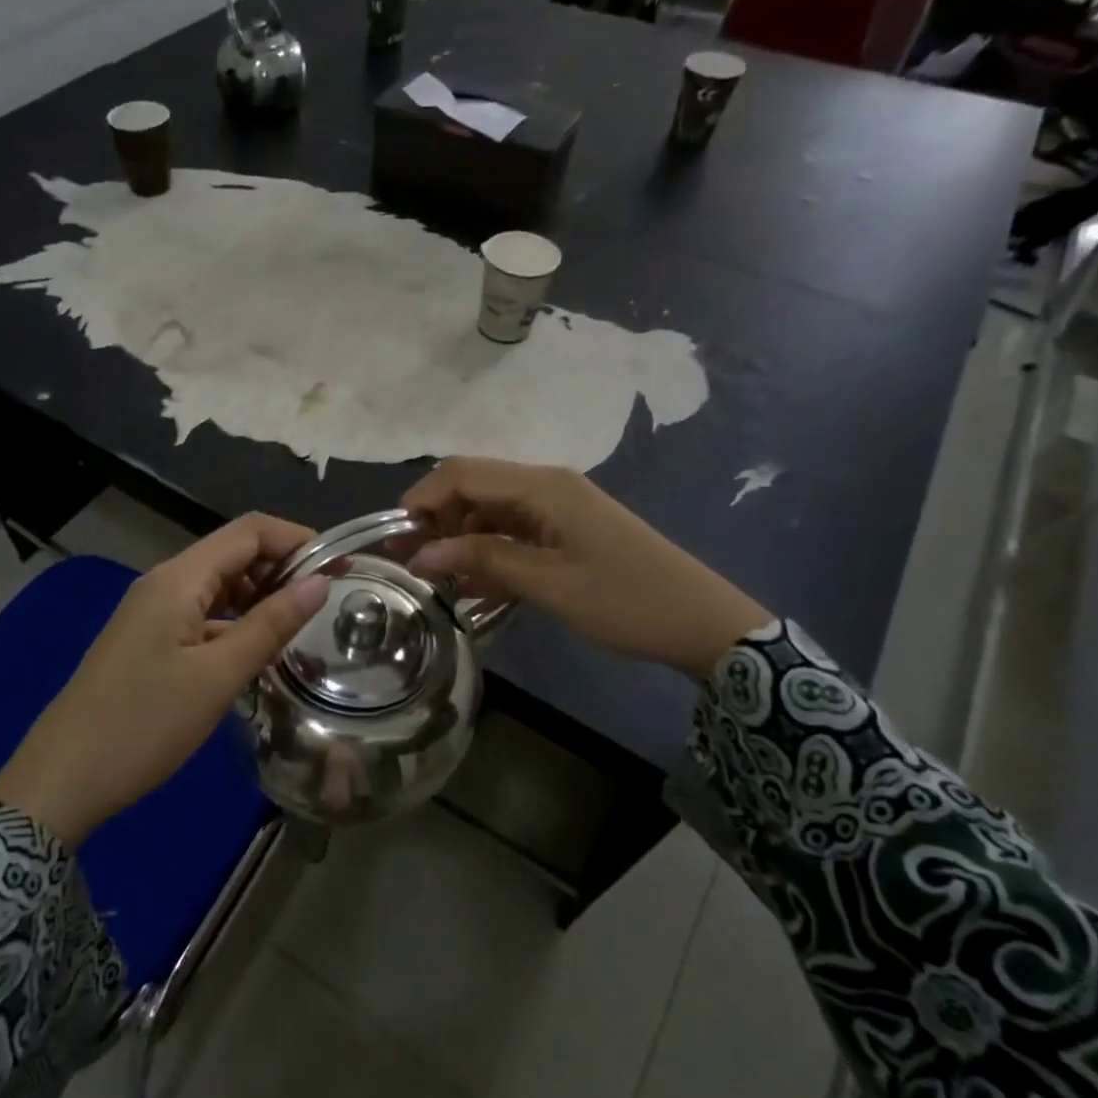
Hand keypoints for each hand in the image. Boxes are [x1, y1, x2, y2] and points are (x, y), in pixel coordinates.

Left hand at [0, 514, 329, 846]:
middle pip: (233, 553)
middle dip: (282, 569)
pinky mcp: (148, 640)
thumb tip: (319, 583)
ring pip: (219, 586)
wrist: (62, 779)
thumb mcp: (217, 676)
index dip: (298, 539)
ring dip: (260, 598)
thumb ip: (270, 625)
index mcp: (178, 579)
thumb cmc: (144, 724)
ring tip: (299, 629)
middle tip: (325, 605)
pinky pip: (202, 615)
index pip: (249, 531)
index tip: (340, 568)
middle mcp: (164, 583)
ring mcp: (152, 612)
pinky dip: (235, 623)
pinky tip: (256, 654)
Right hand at [402, 458, 769, 679]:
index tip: (395, 537)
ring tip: (433, 576)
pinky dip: (487, 554)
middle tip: (408, 560)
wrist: (703, 623)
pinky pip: (513, 534)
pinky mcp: (565, 532)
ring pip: (489, 512)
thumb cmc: (627, 601)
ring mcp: (557, 509)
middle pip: (473, 488)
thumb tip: (422, 553)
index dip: (422, 499)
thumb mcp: (549, 584)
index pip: (463, 474)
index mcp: (543, 487)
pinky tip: (470, 585)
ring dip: (459, 539)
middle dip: (435, 519)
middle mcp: (546, 486)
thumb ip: (483, 561)